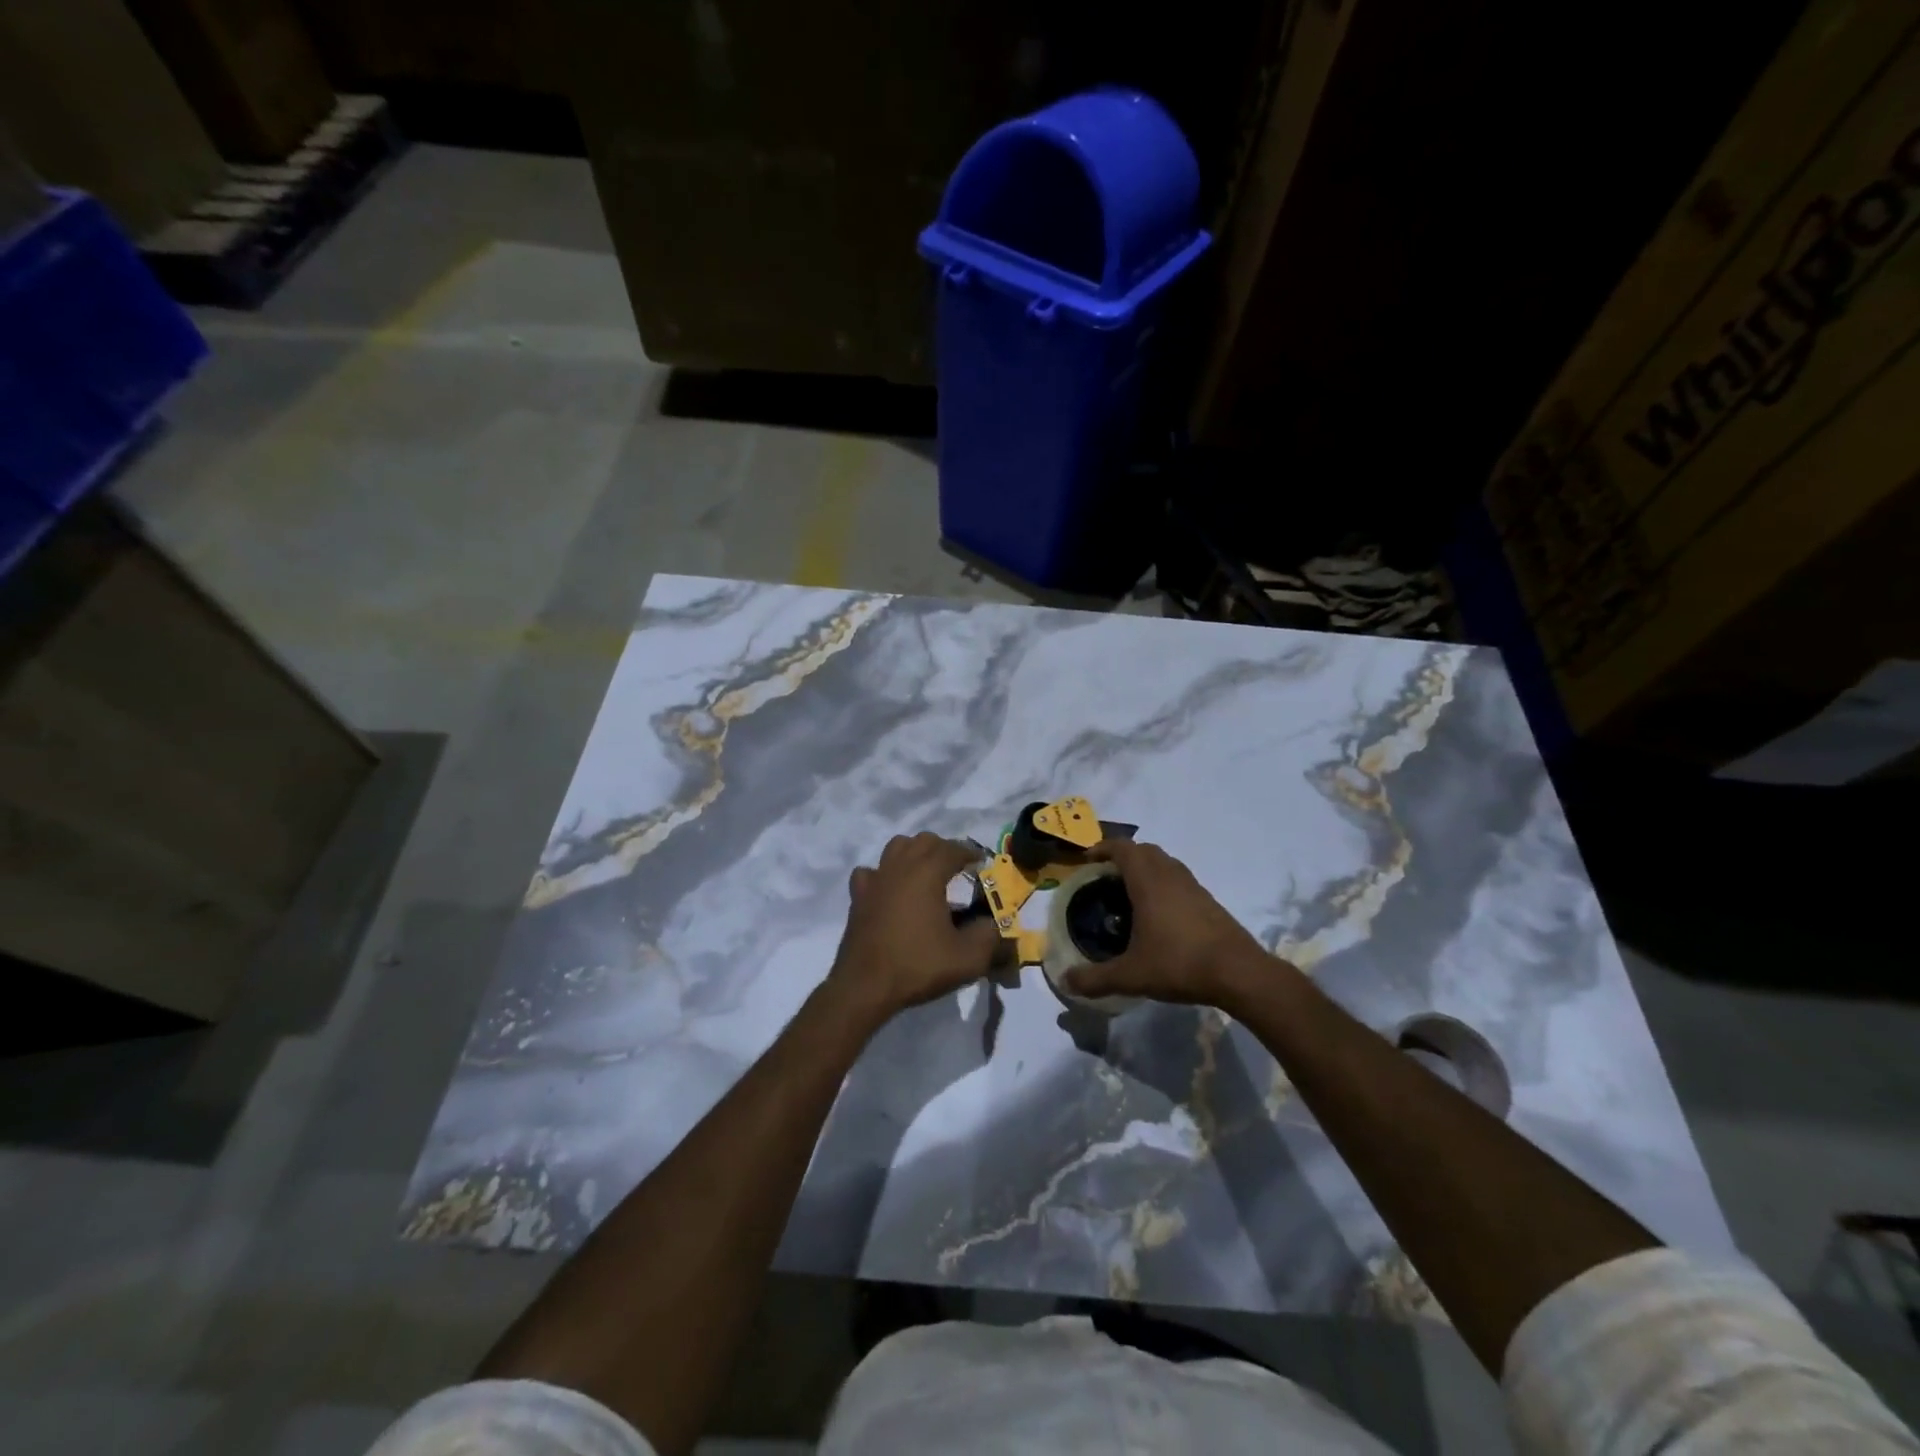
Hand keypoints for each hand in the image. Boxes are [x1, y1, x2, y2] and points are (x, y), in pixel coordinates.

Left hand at [824, 833, 1001, 1022]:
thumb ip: (989, 936)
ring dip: (914, 853)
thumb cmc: (918, 966)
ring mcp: (875, 879)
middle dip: (944, 849)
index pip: (953, 849)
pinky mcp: (858, 896)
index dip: (971, 853)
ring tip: (926, 874)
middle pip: (924, 841)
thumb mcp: (968, 958)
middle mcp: (900, 867)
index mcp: (927, 873)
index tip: (982, 864)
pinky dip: (884, 874)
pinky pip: (871, 872)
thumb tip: (991, 923)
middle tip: (958, 869)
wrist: (866, 987)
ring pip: (896, 847)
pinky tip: (890, 890)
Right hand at [1063, 839, 1276, 1011]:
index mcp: (1148, 881)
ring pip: (1165, 863)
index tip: (1087, 860)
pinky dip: (1163, 884)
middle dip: (1123, 856)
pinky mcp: (1209, 901)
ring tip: (1129, 892)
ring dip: (1146, 868)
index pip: (1122, 848)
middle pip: (1144, 850)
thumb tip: (1065, 981)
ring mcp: (1193, 886)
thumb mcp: (1131, 975)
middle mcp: (1170, 875)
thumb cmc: (1179, 963)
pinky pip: (1179, 880)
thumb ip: (1095, 978)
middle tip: (1105, 876)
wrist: (1239, 973)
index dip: (1102, 848)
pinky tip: (1159, 913)